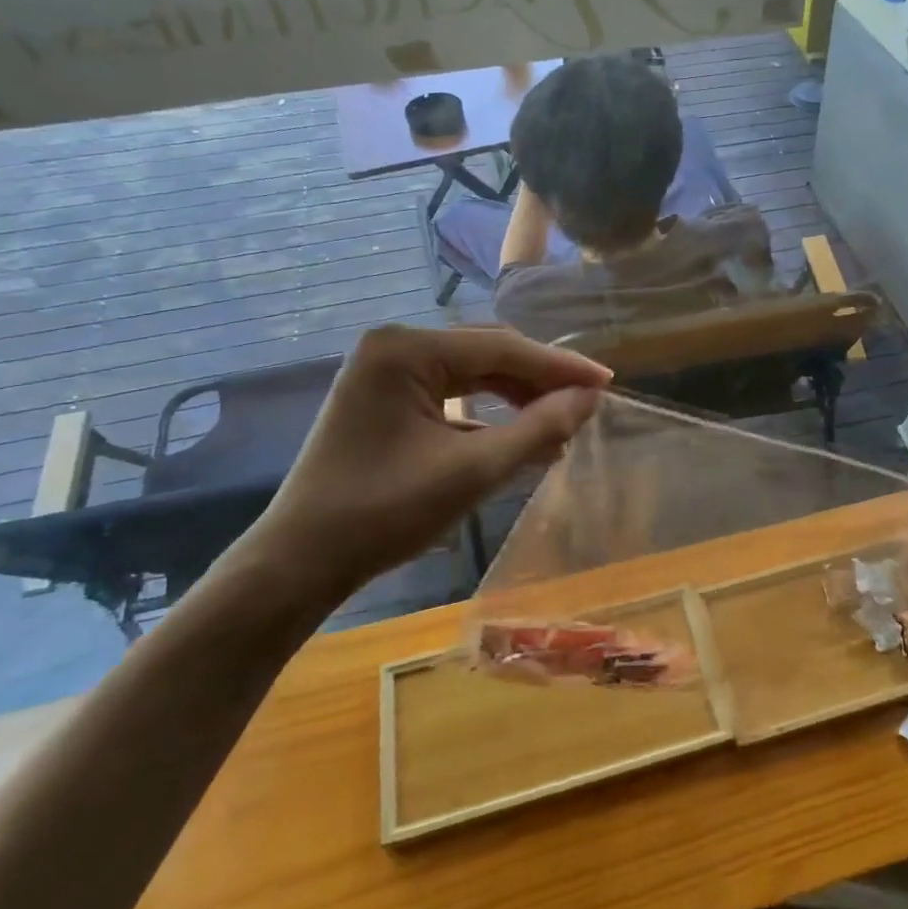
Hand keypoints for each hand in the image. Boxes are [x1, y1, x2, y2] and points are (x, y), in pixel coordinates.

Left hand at [236, 325, 608, 608]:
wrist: (301, 561)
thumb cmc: (384, 513)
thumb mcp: (472, 471)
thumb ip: (538, 429)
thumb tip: (590, 399)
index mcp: (406, 349)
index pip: (501, 348)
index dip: (559, 367)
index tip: (607, 382)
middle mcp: (395, 347)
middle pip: (488, 354)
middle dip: (540, 380)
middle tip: (589, 402)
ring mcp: (386, 372)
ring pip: (472, 374)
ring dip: (518, 397)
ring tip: (562, 424)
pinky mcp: (386, 399)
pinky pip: (451, 394)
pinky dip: (489, 413)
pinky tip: (521, 436)